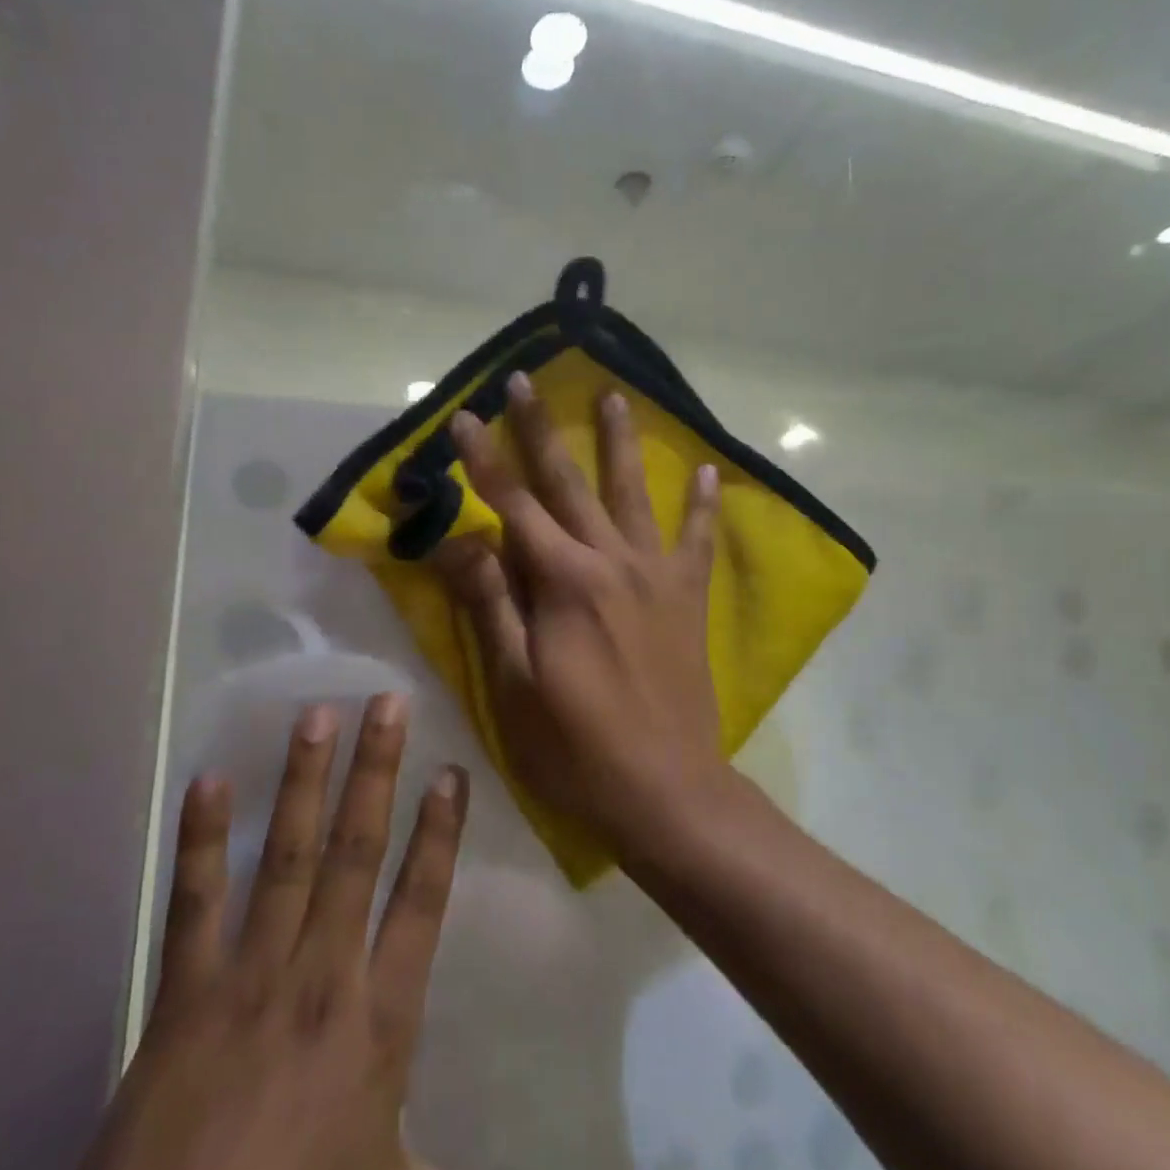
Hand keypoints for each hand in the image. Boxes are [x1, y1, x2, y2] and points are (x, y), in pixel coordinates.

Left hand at [53, 696, 526, 1169]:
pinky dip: (203, 840)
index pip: (422, 902)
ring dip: (303, 783)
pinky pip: (194, 903)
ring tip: (316, 717)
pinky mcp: (182, 998)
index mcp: (380, 1023)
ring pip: (288, 857)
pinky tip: (208, 783)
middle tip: (385, 703)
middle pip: (357, 852)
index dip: (439, 834)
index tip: (451, 773)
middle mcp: (321, 978)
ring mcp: (248, 979)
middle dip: (375, 772)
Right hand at [435, 373, 725, 850]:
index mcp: (563, 583)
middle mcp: (612, 563)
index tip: (462, 416)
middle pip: (569, 484)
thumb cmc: (575, 746)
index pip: (512, 506)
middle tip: (523, 380)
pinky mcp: (688, 600)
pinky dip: (702, 506)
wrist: (666, 790)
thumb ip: (491, 605)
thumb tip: (461, 540)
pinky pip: (697, 541)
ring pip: (634, 495)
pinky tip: (708, 472)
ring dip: (620, 444)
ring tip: (615, 396)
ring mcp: (657, 577)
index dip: (482, 461)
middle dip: (540, 430)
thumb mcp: (514, 684)